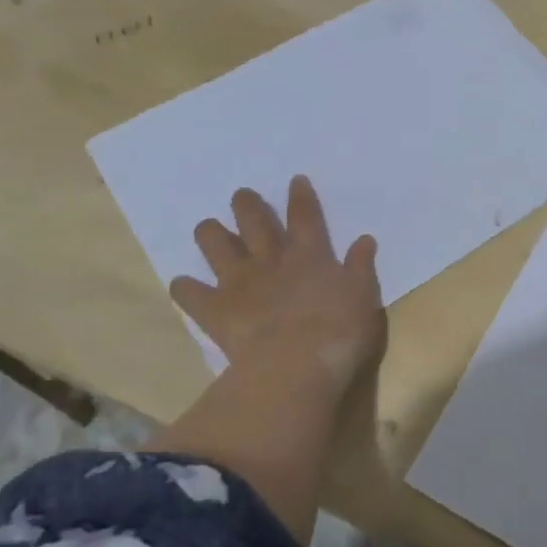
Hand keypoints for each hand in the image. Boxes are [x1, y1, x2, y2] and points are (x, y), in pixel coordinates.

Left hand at [170, 176, 385, 393]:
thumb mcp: (363, 298)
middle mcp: (271, 261)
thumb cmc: (339, 332)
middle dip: (247, 206)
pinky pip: (192, 295)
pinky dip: (185, 289)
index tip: (294, 180)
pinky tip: (181, 284)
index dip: (300, 197)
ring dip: (211, 234)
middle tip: (240, 195)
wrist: (295, 365)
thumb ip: (361, 267)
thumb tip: (364, 239)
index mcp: (310, 255)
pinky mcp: (217, 311)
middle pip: (255, 223)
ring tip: (207, 228)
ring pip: (217, 247)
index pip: (305, 217)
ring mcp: (241, 283)